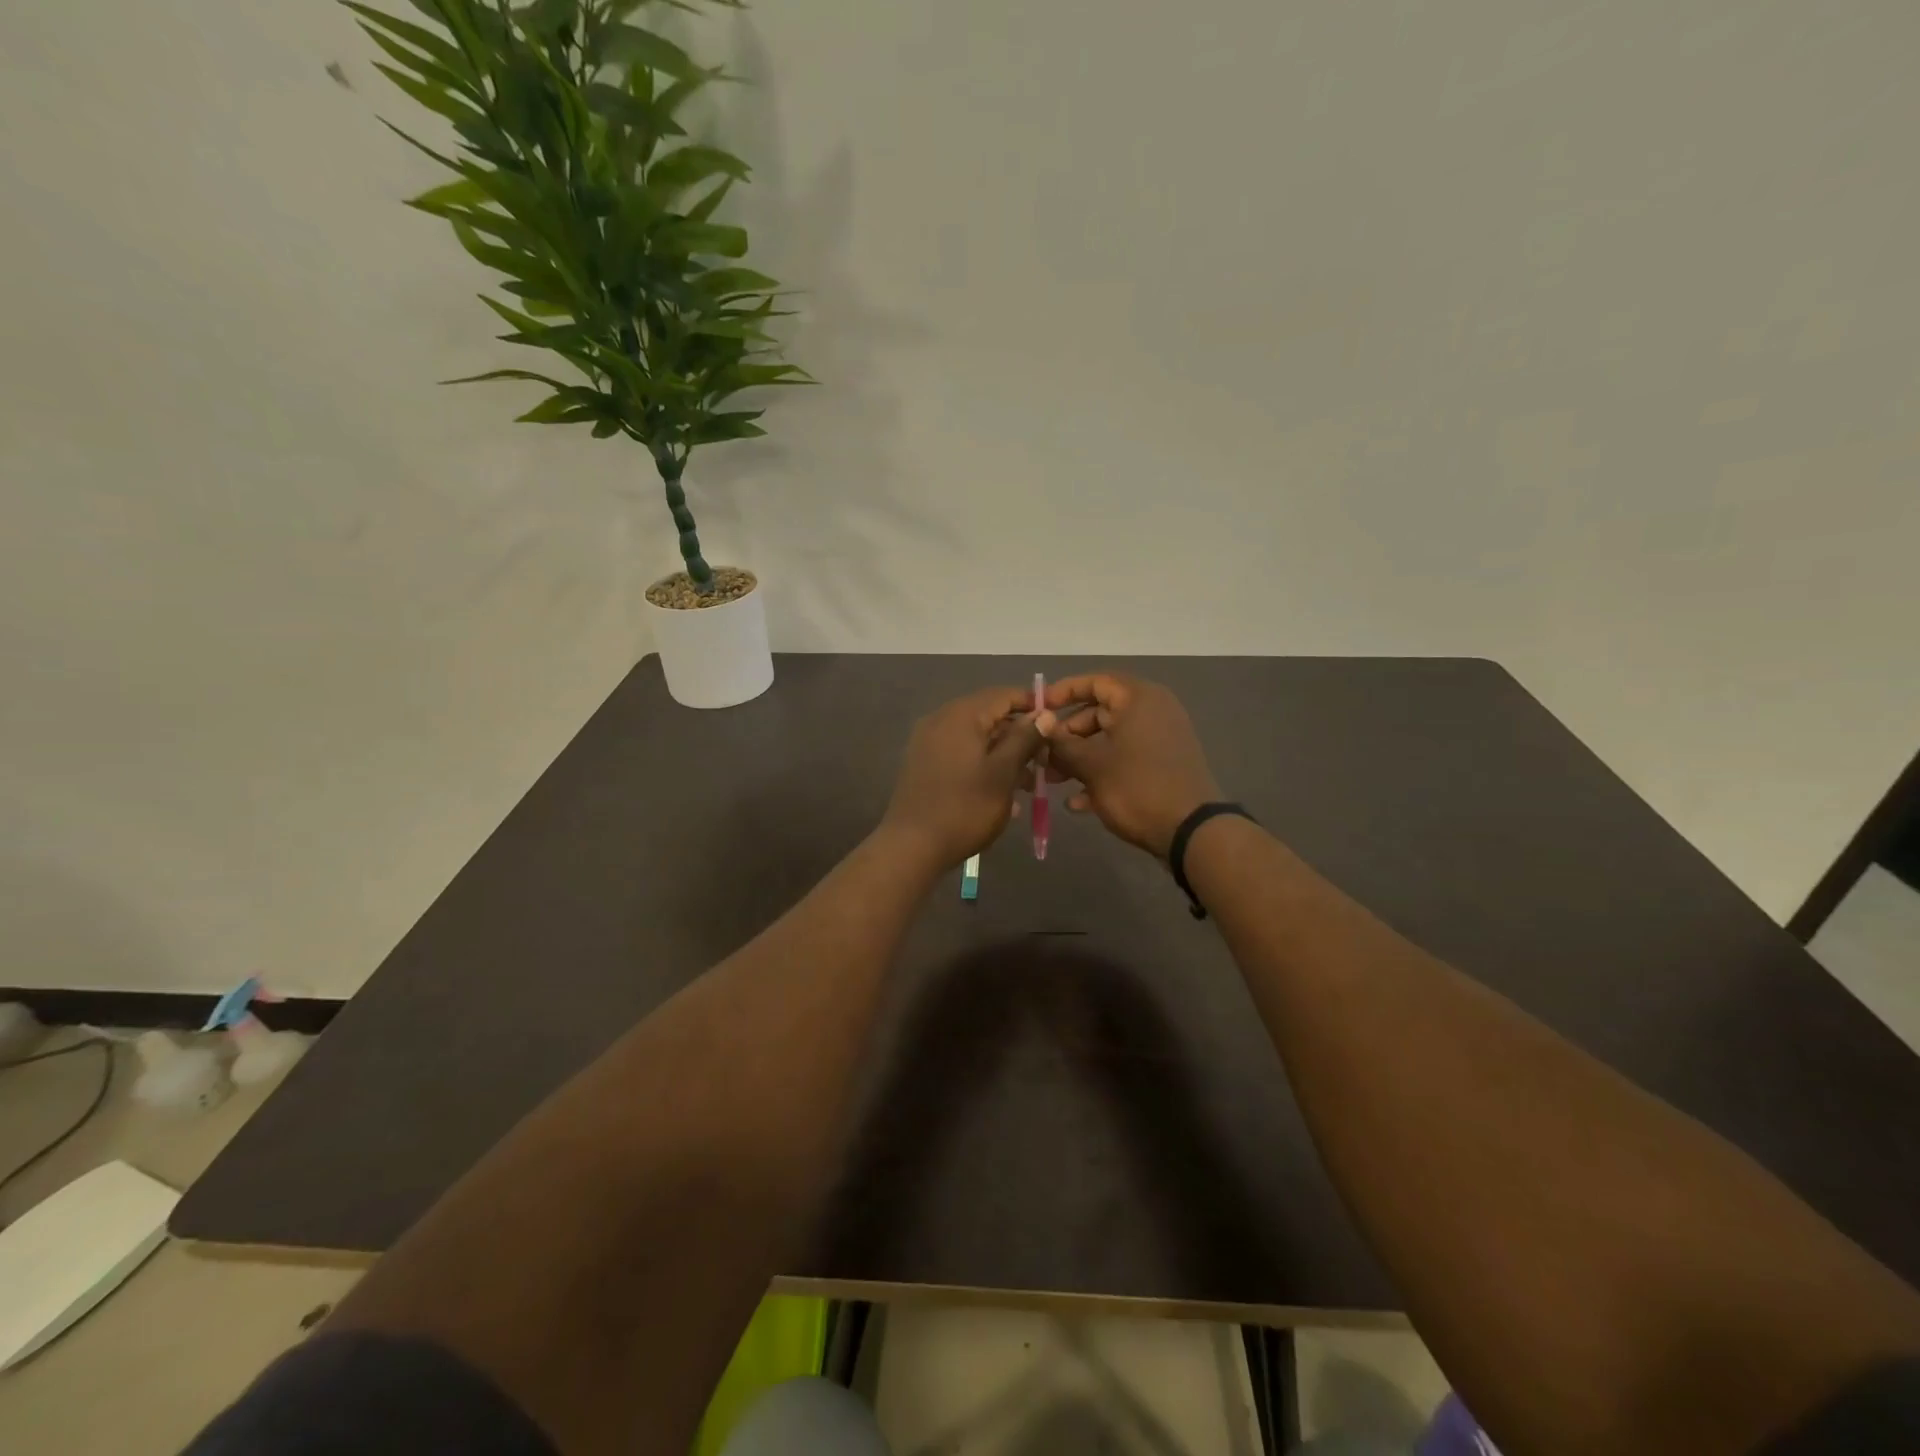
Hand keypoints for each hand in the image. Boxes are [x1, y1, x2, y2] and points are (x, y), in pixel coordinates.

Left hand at [881, 686, 1045, 869]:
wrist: (911, 846)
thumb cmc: (965, 808)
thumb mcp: (1003, 773)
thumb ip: (1025, 738)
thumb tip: (1045, 714)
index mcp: (961, 715)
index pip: (1004, 694)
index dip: (1033, 705)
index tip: (1056, 724)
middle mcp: (941, 719)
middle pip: (989, 714)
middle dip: (1019, 734)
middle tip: (1045, 759)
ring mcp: (928, 741)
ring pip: (975, 736)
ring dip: (1003, 752)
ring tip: (1028, 782)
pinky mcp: (923, 762)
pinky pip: (960, 751)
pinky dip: (982, 762)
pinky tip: (1000, 790)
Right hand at [1038, 673, 1220, 857]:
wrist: (1191, 832)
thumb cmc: (1137, 787)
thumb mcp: (1092, 766)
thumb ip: (1062, 744)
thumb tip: (1041, 726)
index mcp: (1139, 699)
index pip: (1096, 681)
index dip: (1064, 692)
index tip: (1039, 708)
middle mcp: (1153, 712)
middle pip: (1100, 713)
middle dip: (1068, 736)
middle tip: (1043, 755)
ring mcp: (1161, 740)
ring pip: (1110, 740)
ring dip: (1080, 759)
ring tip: (1054, 781)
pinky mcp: (1163, 766)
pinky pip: (1126, 760)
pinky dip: (1102, 774)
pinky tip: (1078, 803)